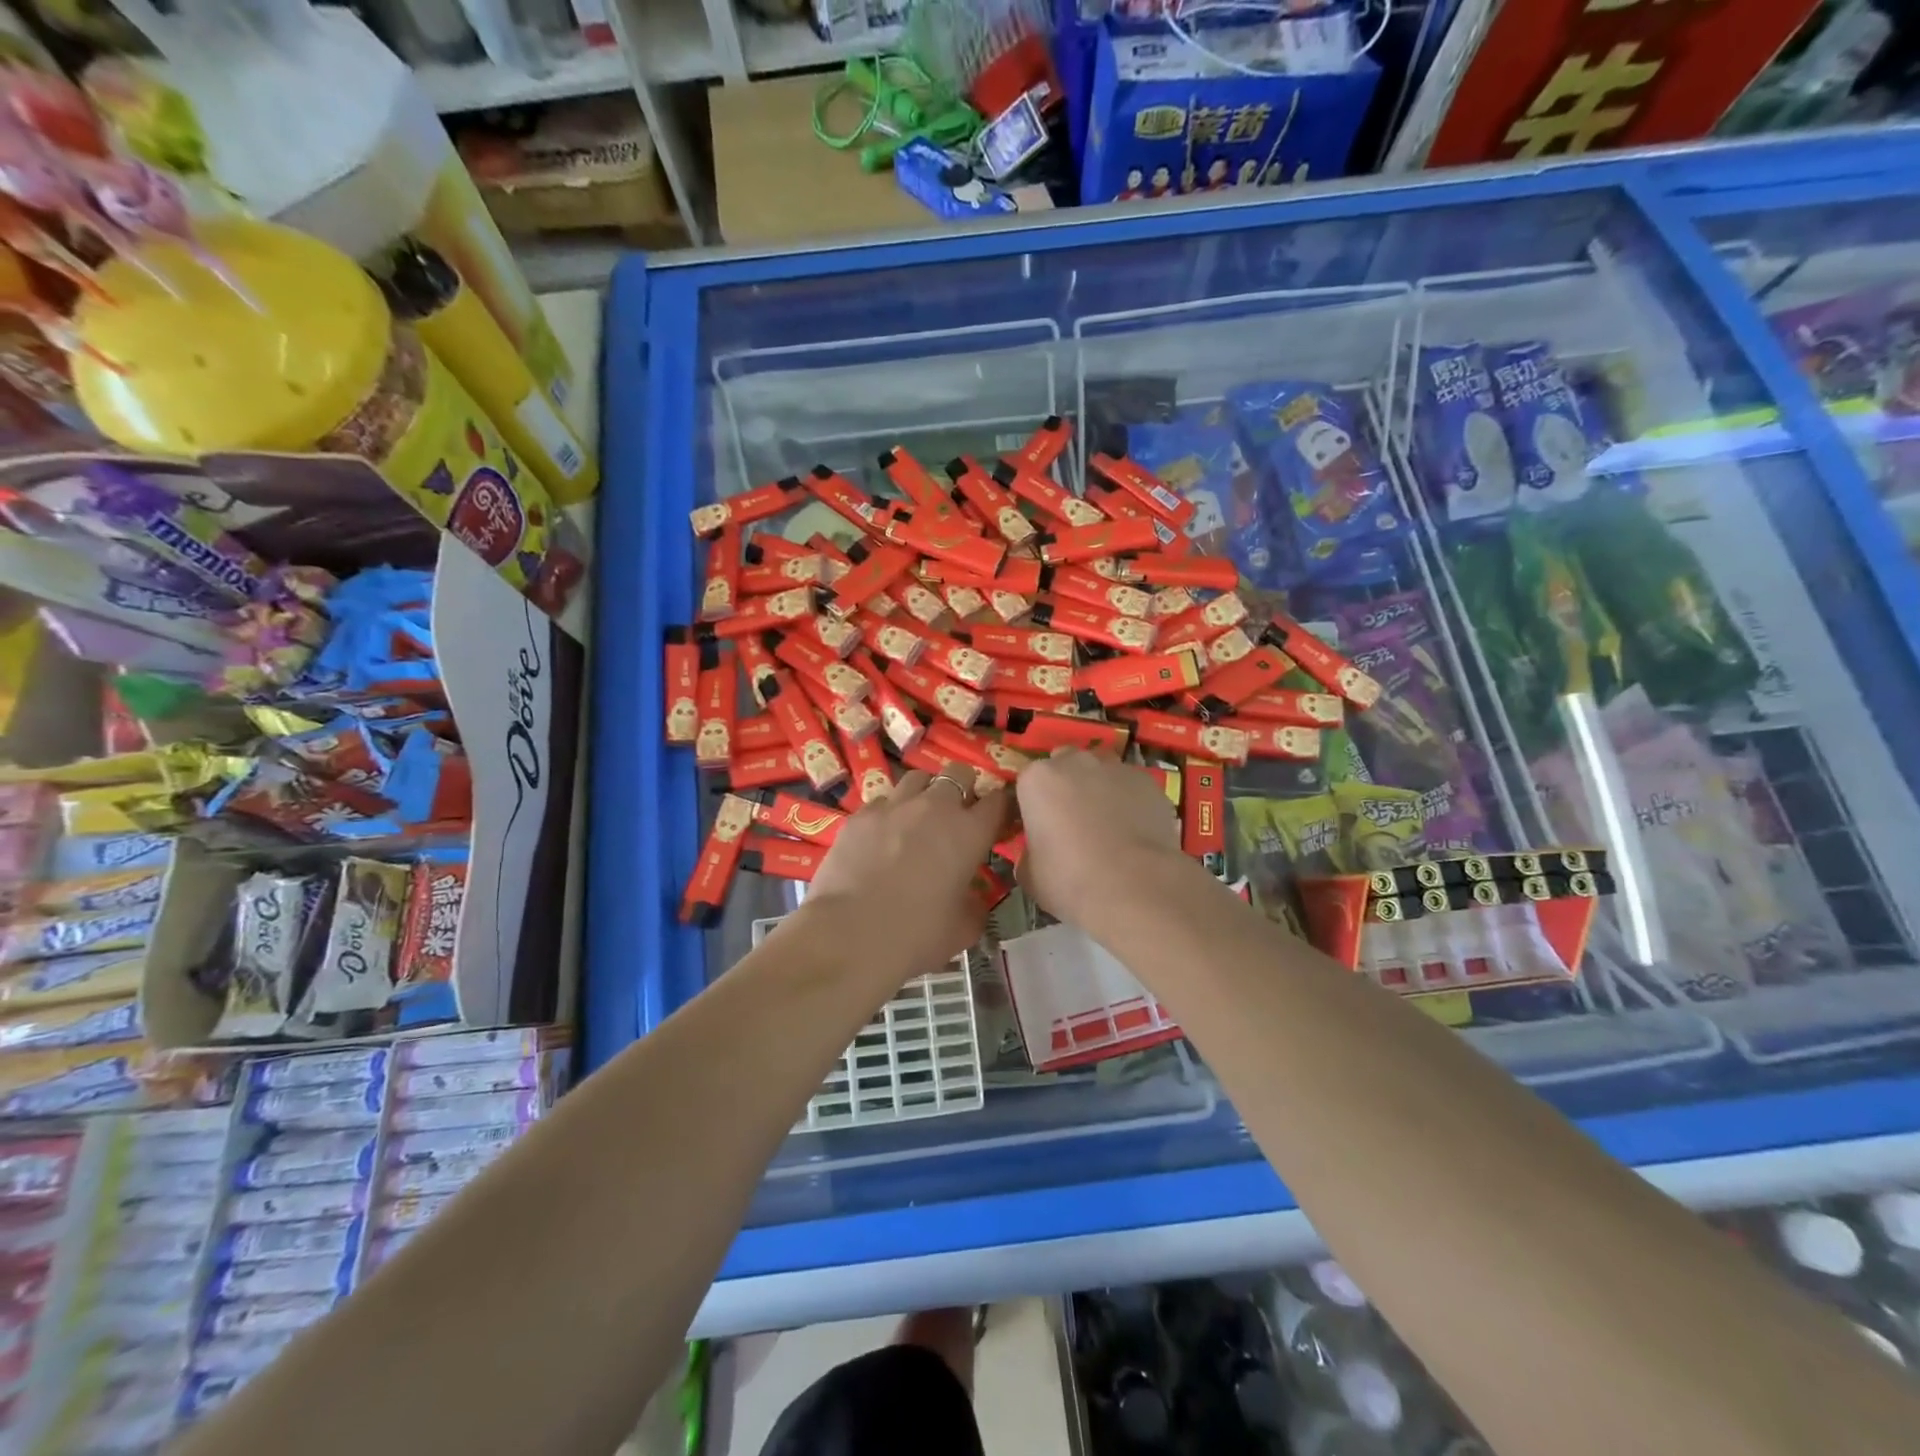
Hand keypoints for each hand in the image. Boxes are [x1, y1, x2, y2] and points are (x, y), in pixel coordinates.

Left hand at [805, 767, 1010, 976]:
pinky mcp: (860, 815)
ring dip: (925, 793)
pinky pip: (883, 801)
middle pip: (959, 773)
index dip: (1000, 809)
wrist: (850, 934)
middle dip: (963, 788)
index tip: (996, 824)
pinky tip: (882, 835)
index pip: (998, 801)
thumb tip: (970, 897)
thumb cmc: (916, 935)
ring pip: (918, 778)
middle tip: (957, 817)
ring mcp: (894, 806)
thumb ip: (975, 905)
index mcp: (969, 832)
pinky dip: (889, 812)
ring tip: (918, 818)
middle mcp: (935, 807)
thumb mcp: (963, 929)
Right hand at [1015, 748, 1192, 929]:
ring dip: (1098, 787)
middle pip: (1065, 763)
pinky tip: (1134, 830)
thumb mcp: (1029, 874)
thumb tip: (1037, 851)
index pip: (1027, 781)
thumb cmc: (1070, 880)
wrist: (1133, 887)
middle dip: (1066, 784)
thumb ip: (1028, 851)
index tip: (1038, 827)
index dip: (1033, 804)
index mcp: (1037, 779)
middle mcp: (1074, 762)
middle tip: (1071, 821)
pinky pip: (1131, 786)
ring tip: (1106, 823)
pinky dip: (1129, 801)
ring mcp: (1114, 768)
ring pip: (1101, 769)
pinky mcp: (1147, 782)